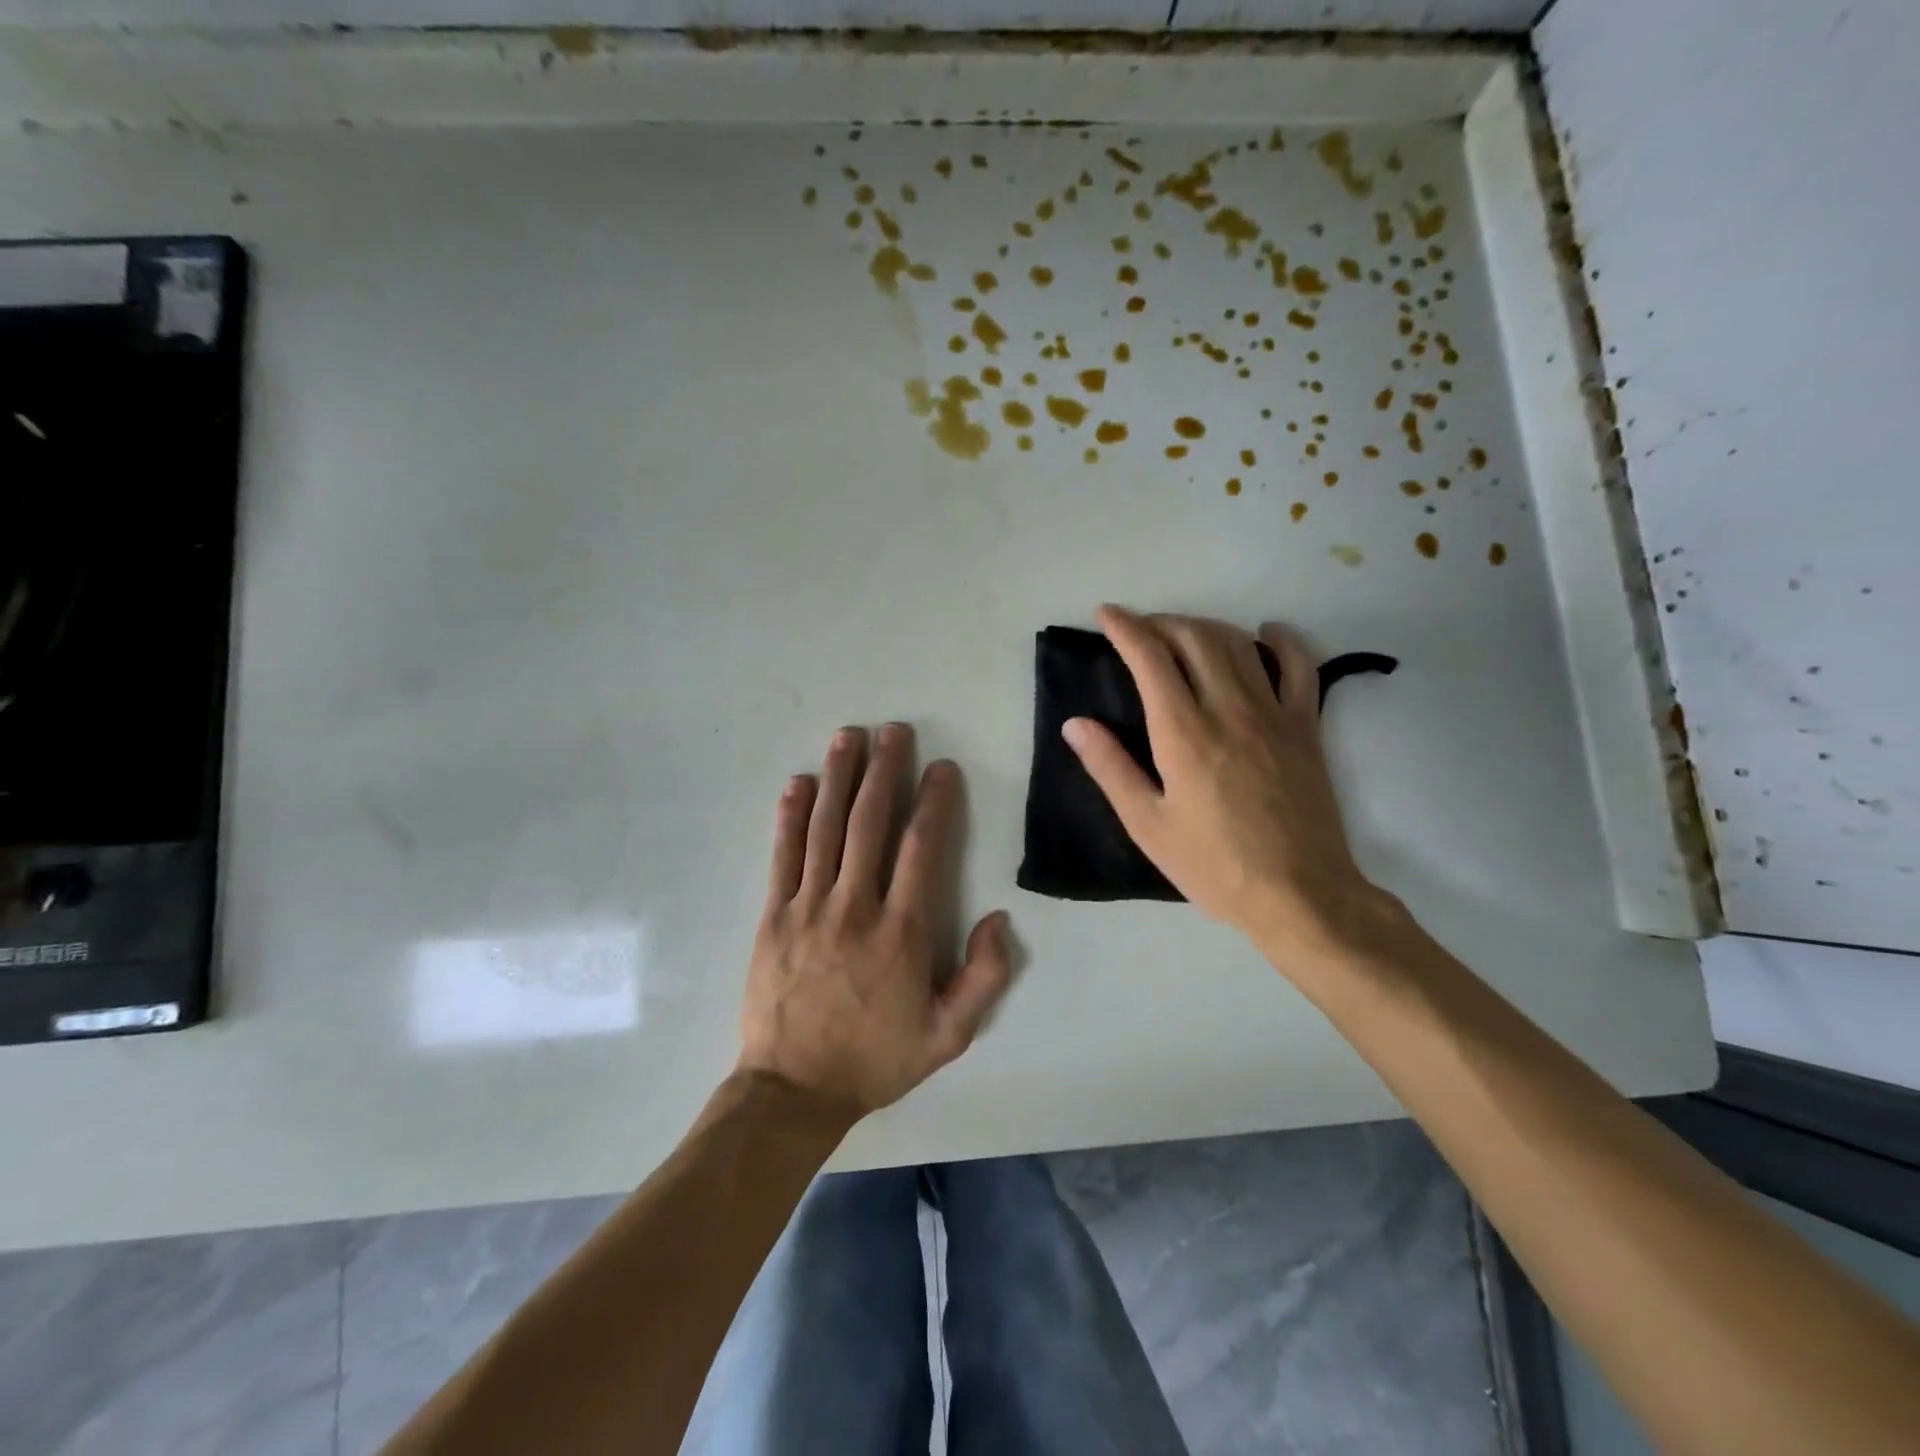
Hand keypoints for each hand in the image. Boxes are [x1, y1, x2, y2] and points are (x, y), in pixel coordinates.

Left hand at [737, 724, 1011, 1121]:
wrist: (794, 1090)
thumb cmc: (876, 1059)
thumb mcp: (949, 1036)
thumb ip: (985, 978)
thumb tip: (999, 918)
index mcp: (901, 932)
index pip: (921, 848)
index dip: (935, 802)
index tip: (942, 767)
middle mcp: (855, 907)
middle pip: (870, 823)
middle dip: (884, 771)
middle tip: (893, 730)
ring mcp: (808, 907)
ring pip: (825, 828)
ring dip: (838, 778)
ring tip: (848, 737)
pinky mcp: (773, 916)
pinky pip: (783, 856)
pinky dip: (791, 816)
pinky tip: (799, 784)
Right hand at [1063, 605, 1391, 965]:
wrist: (1299, 895)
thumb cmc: (1213, 865)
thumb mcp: (1147, 825)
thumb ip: (1110, 768)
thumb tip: (1075, 723)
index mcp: (1183, 733)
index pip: (1150, 658)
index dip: (1125, 627)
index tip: (1106, 614)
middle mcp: (1229, 709)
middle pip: (1194, 638)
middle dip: (1161, 622)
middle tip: (1140, 629)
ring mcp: (1274, 714)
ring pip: (1238, 644)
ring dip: (1205, 627)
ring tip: (1183, 633)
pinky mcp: (1307, 727)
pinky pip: (1299, 667)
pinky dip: (1282, 641)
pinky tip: (1267, 633)